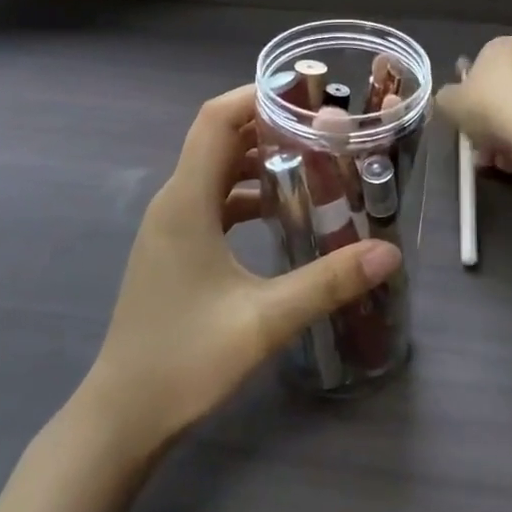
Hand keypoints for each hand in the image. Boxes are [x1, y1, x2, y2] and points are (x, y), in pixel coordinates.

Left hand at [82, 86, 401, 452]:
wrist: (122, 416)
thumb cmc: (185, 361)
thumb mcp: (264, 320)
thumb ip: (328, 282)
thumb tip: (389, 252)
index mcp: (186, 203)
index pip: (215, 120)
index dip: (257, 96)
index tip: (307, 95)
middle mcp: (173, 203)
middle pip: (218, 140)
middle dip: (269, 127)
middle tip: (325, 131)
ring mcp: (169, 228)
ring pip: (215, 172)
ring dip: (258, 162)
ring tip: (313, 165)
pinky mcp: (174, 250)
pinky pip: (212, 202)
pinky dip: (246, 195)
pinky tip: (281, 214)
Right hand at [437, 38, 511, 175]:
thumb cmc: (489, 107)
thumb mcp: (449, 102)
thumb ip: (446, 97)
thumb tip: (451, 98)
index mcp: (502, 46)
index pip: (480, 67)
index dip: (469, 96)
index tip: (465, 119)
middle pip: (501, 93)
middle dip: (488, 123)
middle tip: (479, 148)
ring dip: (505, 137)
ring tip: (497, 161)